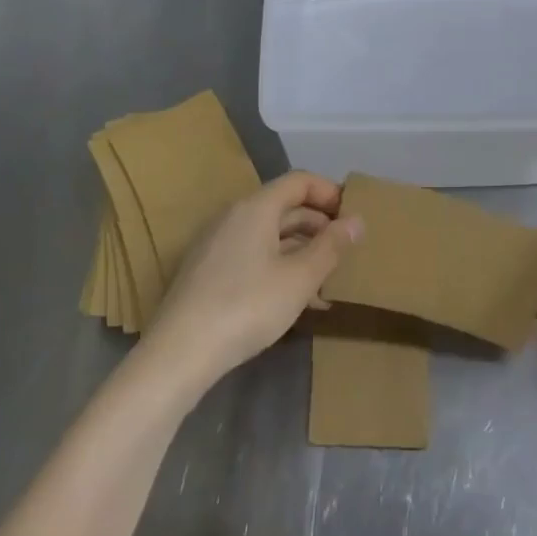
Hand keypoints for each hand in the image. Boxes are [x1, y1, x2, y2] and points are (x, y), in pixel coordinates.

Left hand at [140, 172, 361, 393]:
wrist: (180, 353)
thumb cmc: (247, 306)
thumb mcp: (300, 278)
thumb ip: (331, 246)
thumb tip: (357, 221)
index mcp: (255, 209)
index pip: (299, 182)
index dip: (330, 193)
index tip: (353, 217)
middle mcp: (233, 218)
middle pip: (284, 207)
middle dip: (319, 226)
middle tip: (347, 251)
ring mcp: (217, 245)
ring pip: (270, 236)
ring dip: (302, 251)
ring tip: (328, 281)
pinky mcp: (208, 273)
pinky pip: (253, 256)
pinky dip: (279, 267)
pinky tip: (297, 300)